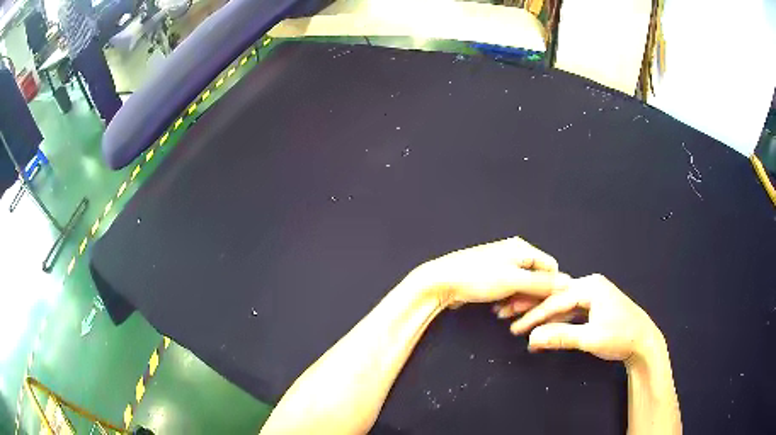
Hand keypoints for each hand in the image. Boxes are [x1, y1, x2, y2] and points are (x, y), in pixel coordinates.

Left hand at [410, 237, 569, 307]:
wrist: (441, 282)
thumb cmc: (477, 278)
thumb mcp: (514, 281)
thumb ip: (542, 283)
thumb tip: (568, 283)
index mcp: (522, 249)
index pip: (551, 267)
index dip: (550, 287)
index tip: (541, 303)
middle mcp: (514, 254)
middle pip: (536, 278)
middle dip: (530, 297)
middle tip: (517, 310)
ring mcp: (502, 266)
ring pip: (521, 288)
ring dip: (516, 302)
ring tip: (503, 311)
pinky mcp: (491, 278)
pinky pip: (508, 291)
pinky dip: (505, 301)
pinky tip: (496, 310)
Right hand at [508, 274, 663, 361]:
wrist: (644, 342)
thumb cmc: (620, 336)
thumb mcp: (590, 338)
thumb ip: (561, 336)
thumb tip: (532, 338)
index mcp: (590, 286)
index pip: (556, 300)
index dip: (534, 315)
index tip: (515, 327)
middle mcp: (591, 286)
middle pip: (557, 299)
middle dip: (535, 312)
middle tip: (511, 321)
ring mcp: (594, 296)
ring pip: (563, 307)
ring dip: (545, 319)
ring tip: (525, 330)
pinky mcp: (596, 307)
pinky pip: (571, 313)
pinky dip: (558, 323)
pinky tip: (547, 333)